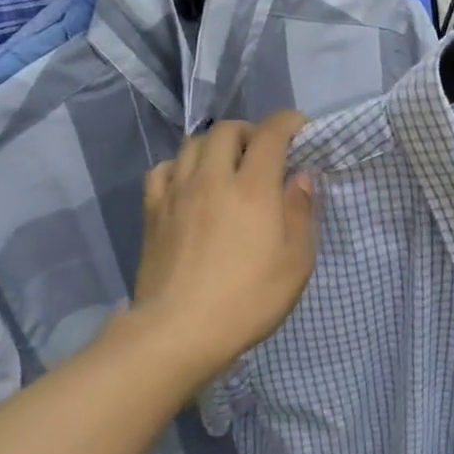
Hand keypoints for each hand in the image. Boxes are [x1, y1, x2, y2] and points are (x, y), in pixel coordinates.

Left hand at [131, 112, 316, 383]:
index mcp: (253, 188)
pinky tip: (189, 184)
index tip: (301, 130)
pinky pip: (162, 169)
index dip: (289, 122)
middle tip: (264, 153)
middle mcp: (212, 178)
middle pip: (227, 130)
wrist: (179, 331)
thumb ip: (300, 213)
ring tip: (227, 166)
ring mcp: (176, 193)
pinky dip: (180, 166)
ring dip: (216, 145)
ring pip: (192, 144)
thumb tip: (300, 178)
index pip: (271, 133)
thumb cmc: (248, 299)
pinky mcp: (152, 212)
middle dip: (251, 131)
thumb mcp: (296, 262)